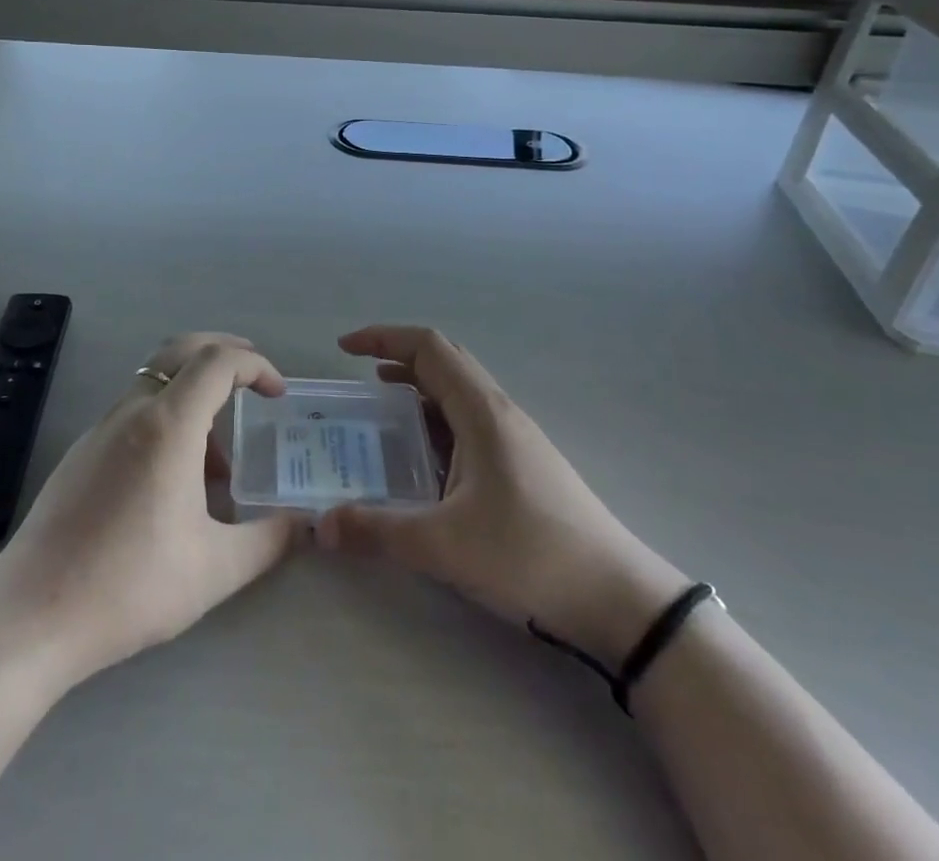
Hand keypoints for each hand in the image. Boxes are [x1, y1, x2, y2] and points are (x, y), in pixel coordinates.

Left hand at [0, 334, 306, 688]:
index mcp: (168, 424)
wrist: (32, 614)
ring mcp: (101, 428)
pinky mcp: (82, 452)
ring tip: (219, 463)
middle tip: (254, 382)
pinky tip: (173, 482)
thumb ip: (268, 541)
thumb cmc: (130, 585)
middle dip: (224, 352)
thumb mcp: (214, 569)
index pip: (217, 361)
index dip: (255, 365)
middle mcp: (132, 411)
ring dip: (195, 395)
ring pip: (156, 382)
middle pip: (181, 350)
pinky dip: (166, 420)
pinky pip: (134, 412)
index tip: (277, 394)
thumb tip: (304, 525)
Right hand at [317, 326, 687, 667]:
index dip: (383, 337)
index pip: (428, 347)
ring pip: (459, 391)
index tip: (345, 348)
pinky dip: (436, 419)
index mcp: (481, 412)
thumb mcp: (446, 547)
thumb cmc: (531, 556)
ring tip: (382, 409)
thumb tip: (319, 525)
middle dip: (397, 356)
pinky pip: (469, 421)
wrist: (620, 600)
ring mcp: (515, 437)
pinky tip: (424, 458)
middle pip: (444, 360)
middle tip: (359, 374)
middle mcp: (499, 412)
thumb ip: (378, 532)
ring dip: (418, 387)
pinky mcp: (522, 464)